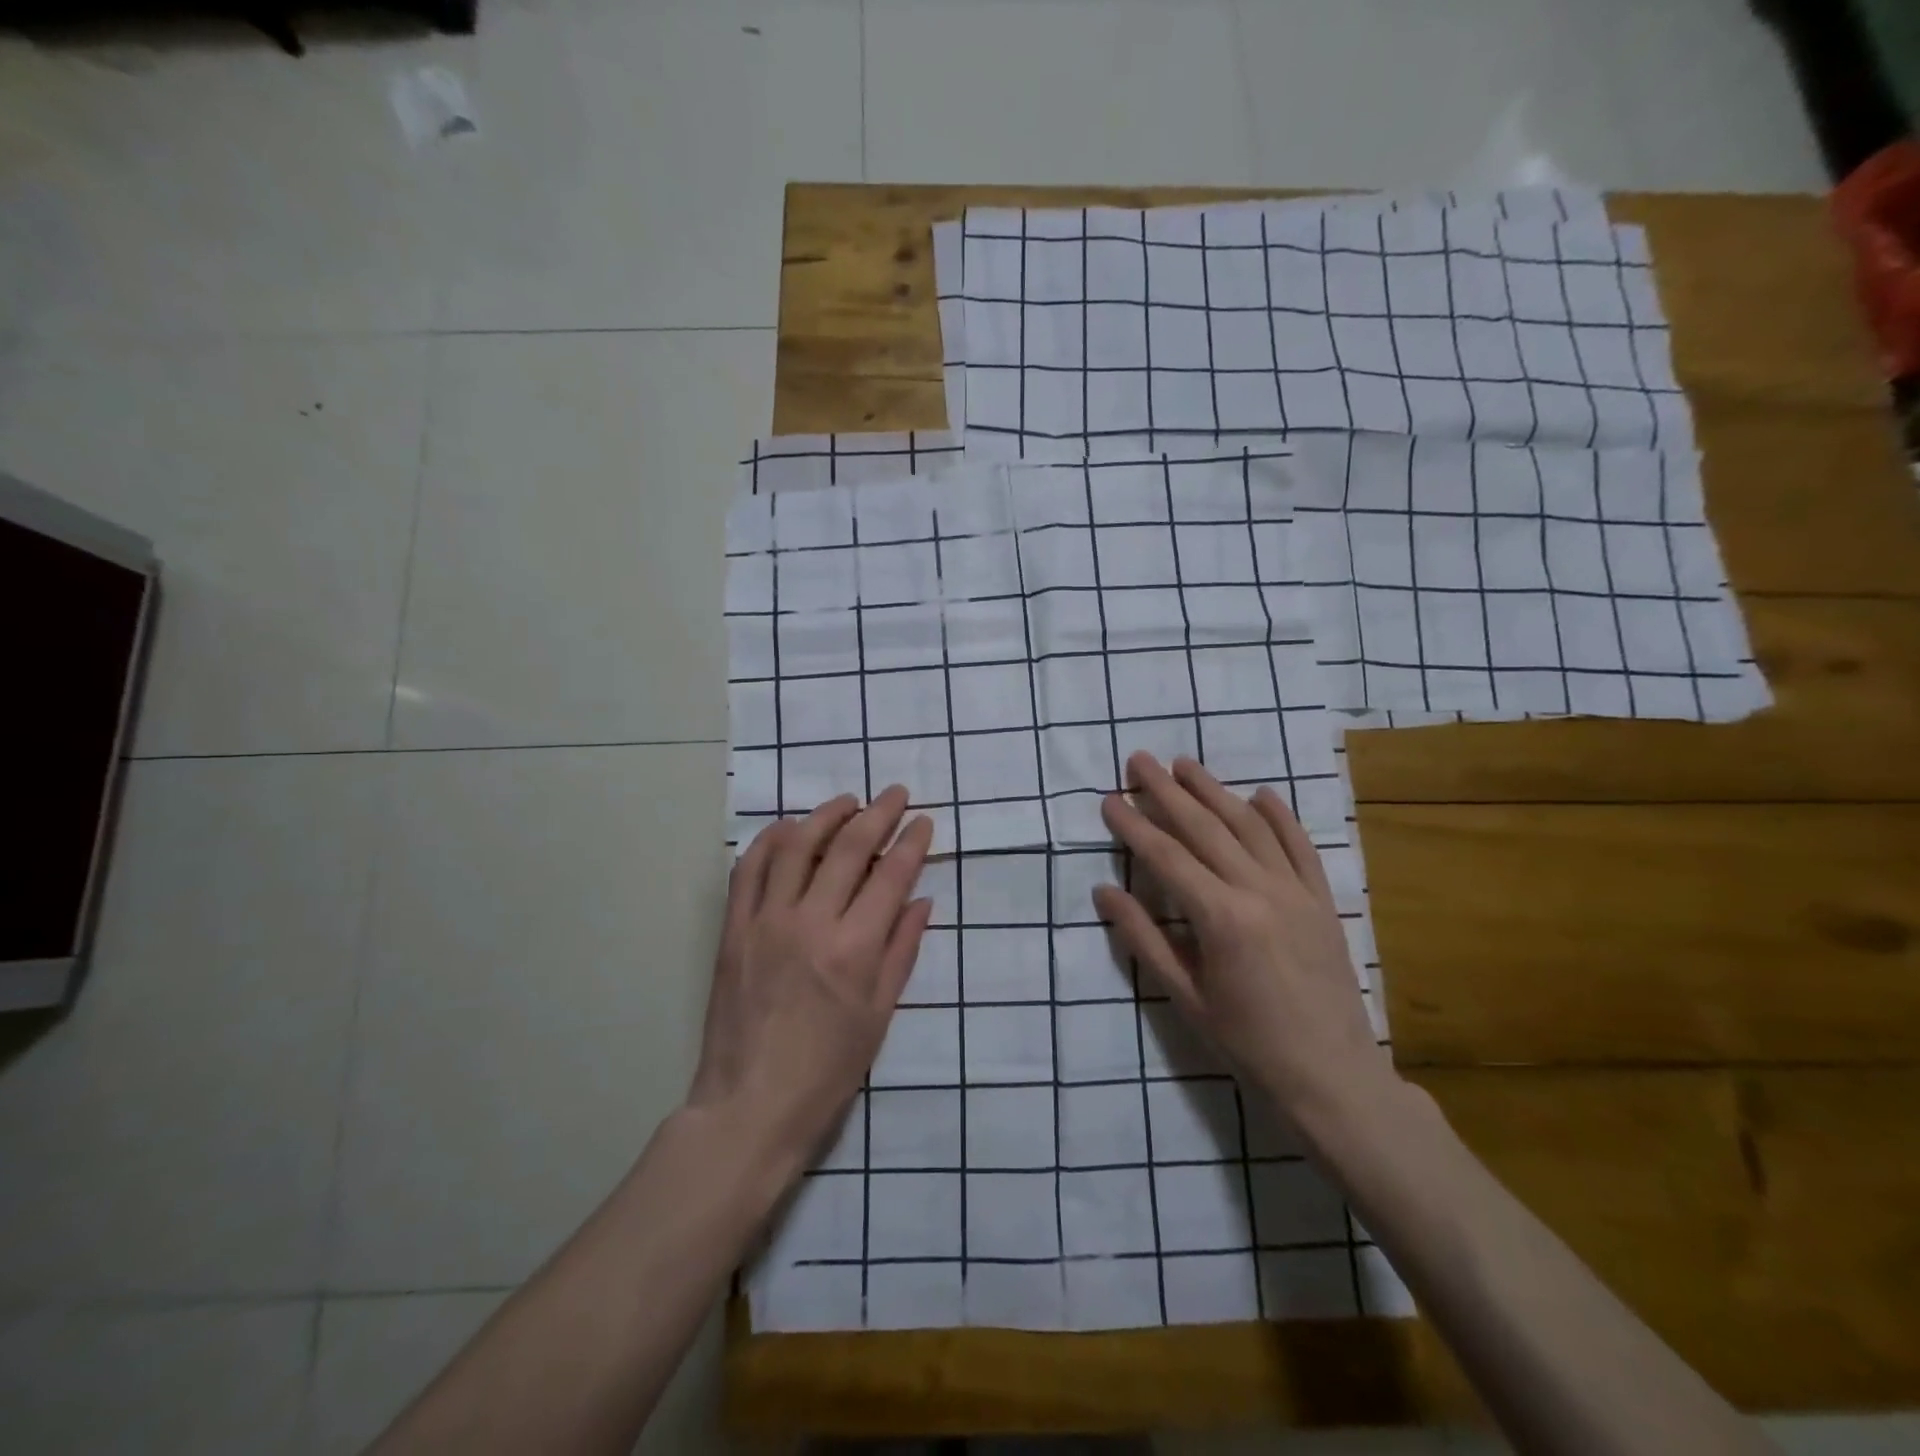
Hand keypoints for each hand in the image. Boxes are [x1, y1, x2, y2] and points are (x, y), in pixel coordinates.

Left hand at [689, 787, 933, 1172]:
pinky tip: (788, 828)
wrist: (749, 1107)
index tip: (924, 821)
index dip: (912, 842)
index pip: (891, 875)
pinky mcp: (733, 929)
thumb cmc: (826, 1072)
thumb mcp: (879, 1016)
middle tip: (896, 794)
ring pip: (796, 845)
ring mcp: (765, 921)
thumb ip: (902, 950)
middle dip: (878, 813)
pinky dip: (769, 839)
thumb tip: (922, 898)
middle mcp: (810, 922)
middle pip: (848, 847)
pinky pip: (748, 868)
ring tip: (847, 802)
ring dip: (826, 815)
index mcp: (853, 949)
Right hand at [1093, 753, 1395, 1131]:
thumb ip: (1144, 938)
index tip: (1109, 799)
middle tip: (1139, 760)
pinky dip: (1279, 816)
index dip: (1133, 825)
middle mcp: (1259, 891)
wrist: (1332, 1076)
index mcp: (1221, 918)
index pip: (1166, 857)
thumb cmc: (1247, 1043)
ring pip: (1250, 826)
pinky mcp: (1323, 900)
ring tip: (1185, 764)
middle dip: (1167, 791)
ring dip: (1215, 791)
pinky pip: (1300, 846)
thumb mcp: (1185, 997)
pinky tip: (1260, 793)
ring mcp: (1297, 892)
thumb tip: (1104, 892)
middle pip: (1205, 828)